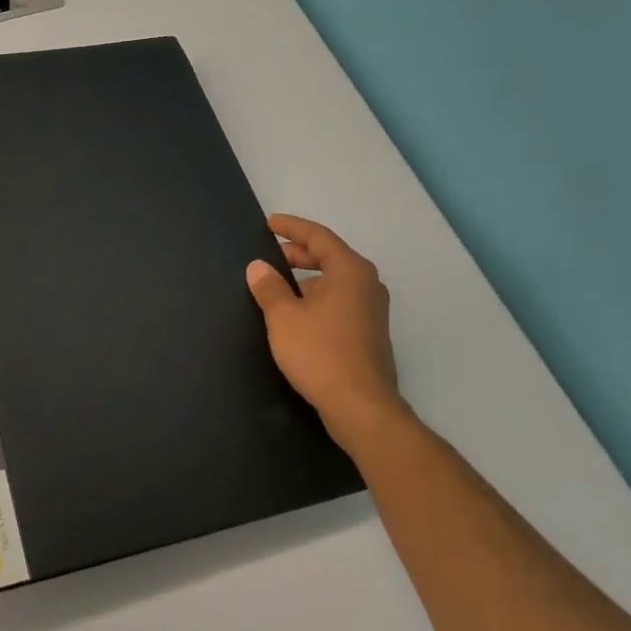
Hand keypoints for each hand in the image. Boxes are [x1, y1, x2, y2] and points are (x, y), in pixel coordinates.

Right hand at [245, 214, 412, 458]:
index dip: (292, 227)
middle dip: (299, 253)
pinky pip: (340, 301)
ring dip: (308, 278)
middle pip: (330, 257)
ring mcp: (372, 310)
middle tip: (271, 254)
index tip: (270, 223)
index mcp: (350, 271)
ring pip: (335, 281)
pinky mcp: (369, 333)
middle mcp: (366, 284)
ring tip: (279, 286)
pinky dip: (318, 297)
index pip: (319, 237)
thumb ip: (269, 288)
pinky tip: (298, 314)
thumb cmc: (320, 354)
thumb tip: (258, 267)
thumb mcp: (284, 317)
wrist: (361, 407)